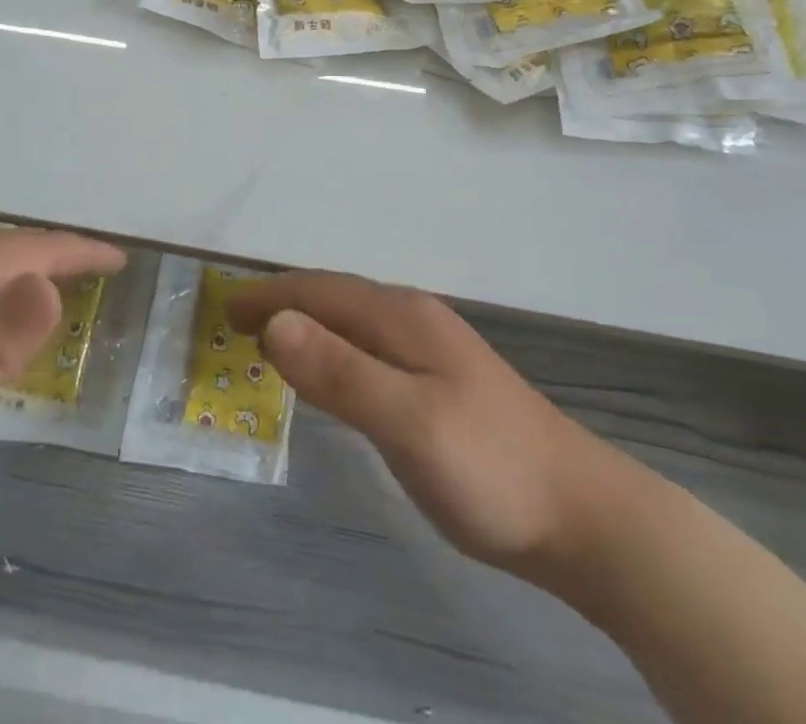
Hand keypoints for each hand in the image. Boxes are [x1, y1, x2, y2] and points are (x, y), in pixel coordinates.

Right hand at [228, 271, 613, 578]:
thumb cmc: (489, 467)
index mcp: (402, 316)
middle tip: (235, 325)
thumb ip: (341, 372)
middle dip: (283, 304)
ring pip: (352, 321)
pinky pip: (368, 347)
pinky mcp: (439, 379)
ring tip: (269, 342)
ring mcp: (431, 348)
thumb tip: (276, 323)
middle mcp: (414, 318)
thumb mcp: (408, 422)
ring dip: (307, 324)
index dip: (270, 295)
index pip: (320, 290)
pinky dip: (333, 348)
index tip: (224, 308)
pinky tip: (331, 371)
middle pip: (334, 297)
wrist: (581, 514)